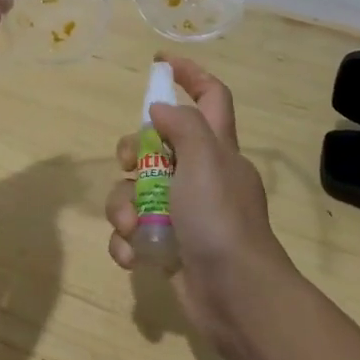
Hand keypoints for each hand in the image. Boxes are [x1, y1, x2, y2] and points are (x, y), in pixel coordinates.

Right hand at [106, 55, 295, 349]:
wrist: (236, 298)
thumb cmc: (221, 219)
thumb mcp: (205, 160)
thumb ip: (183, 125)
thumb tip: (159, 110)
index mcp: (217, 149)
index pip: (211, 96)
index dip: (189, 74)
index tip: (159, 62)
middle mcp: (200, 175)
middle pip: (157, 144)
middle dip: (133, 152)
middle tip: (129, 165)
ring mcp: (183, 213)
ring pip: (137, 191)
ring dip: (124, 207)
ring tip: (132, 228)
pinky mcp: (168, 246)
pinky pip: (135, 232)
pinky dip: (128, 242)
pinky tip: (132, 255)